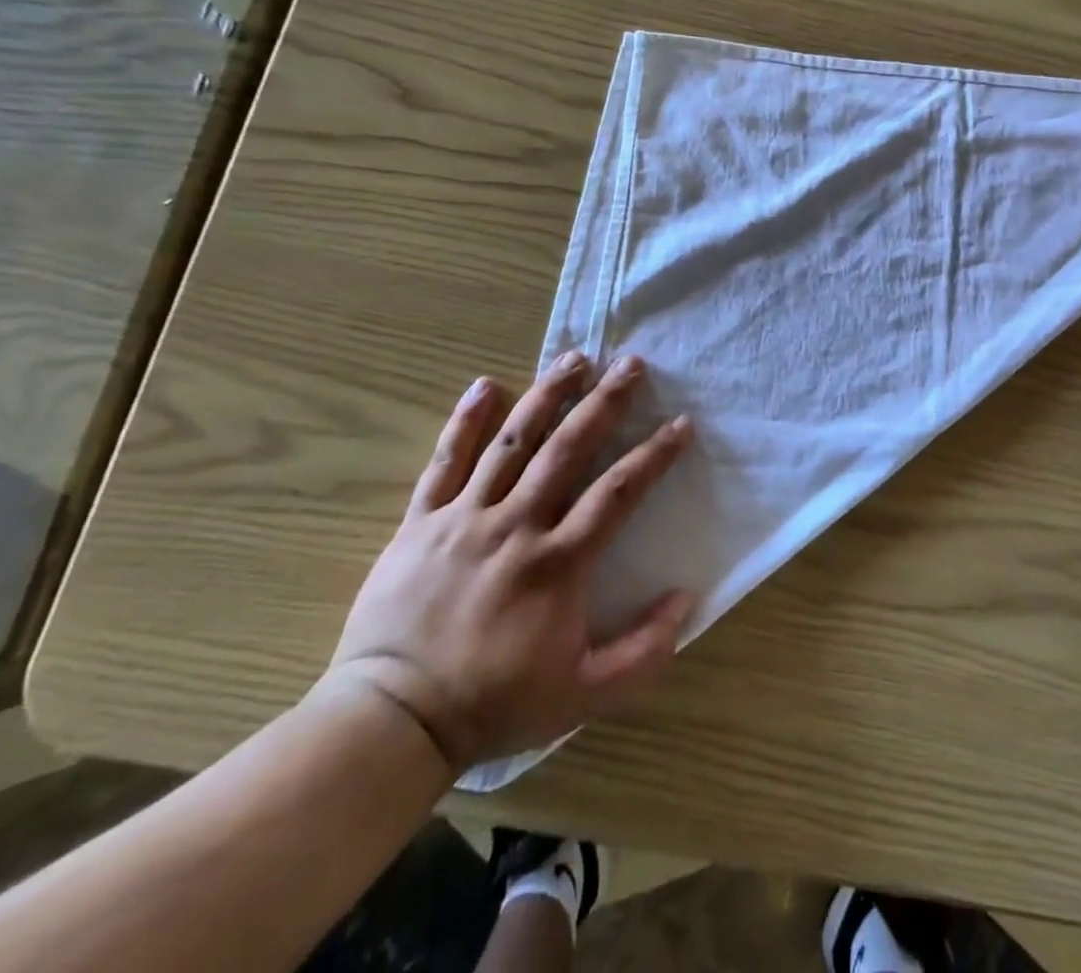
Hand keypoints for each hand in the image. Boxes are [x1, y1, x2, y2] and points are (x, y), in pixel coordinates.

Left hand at [323, 354, 694, 772]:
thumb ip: (644, 650)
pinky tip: (486, 385)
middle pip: (568, 449)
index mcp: (558, 563)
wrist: (394, 721)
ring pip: (512, 442)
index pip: (619, 493)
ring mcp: (465, 518)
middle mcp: (516, 526)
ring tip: (574, 359)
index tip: (682, 424)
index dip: (655, 455)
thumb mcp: (585, 694)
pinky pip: (445, 461)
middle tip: (631, 364)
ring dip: (547, 396)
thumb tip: (686, 598)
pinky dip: (465, 421)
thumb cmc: (495, 703)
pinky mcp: (421, 521)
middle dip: (605, 402)